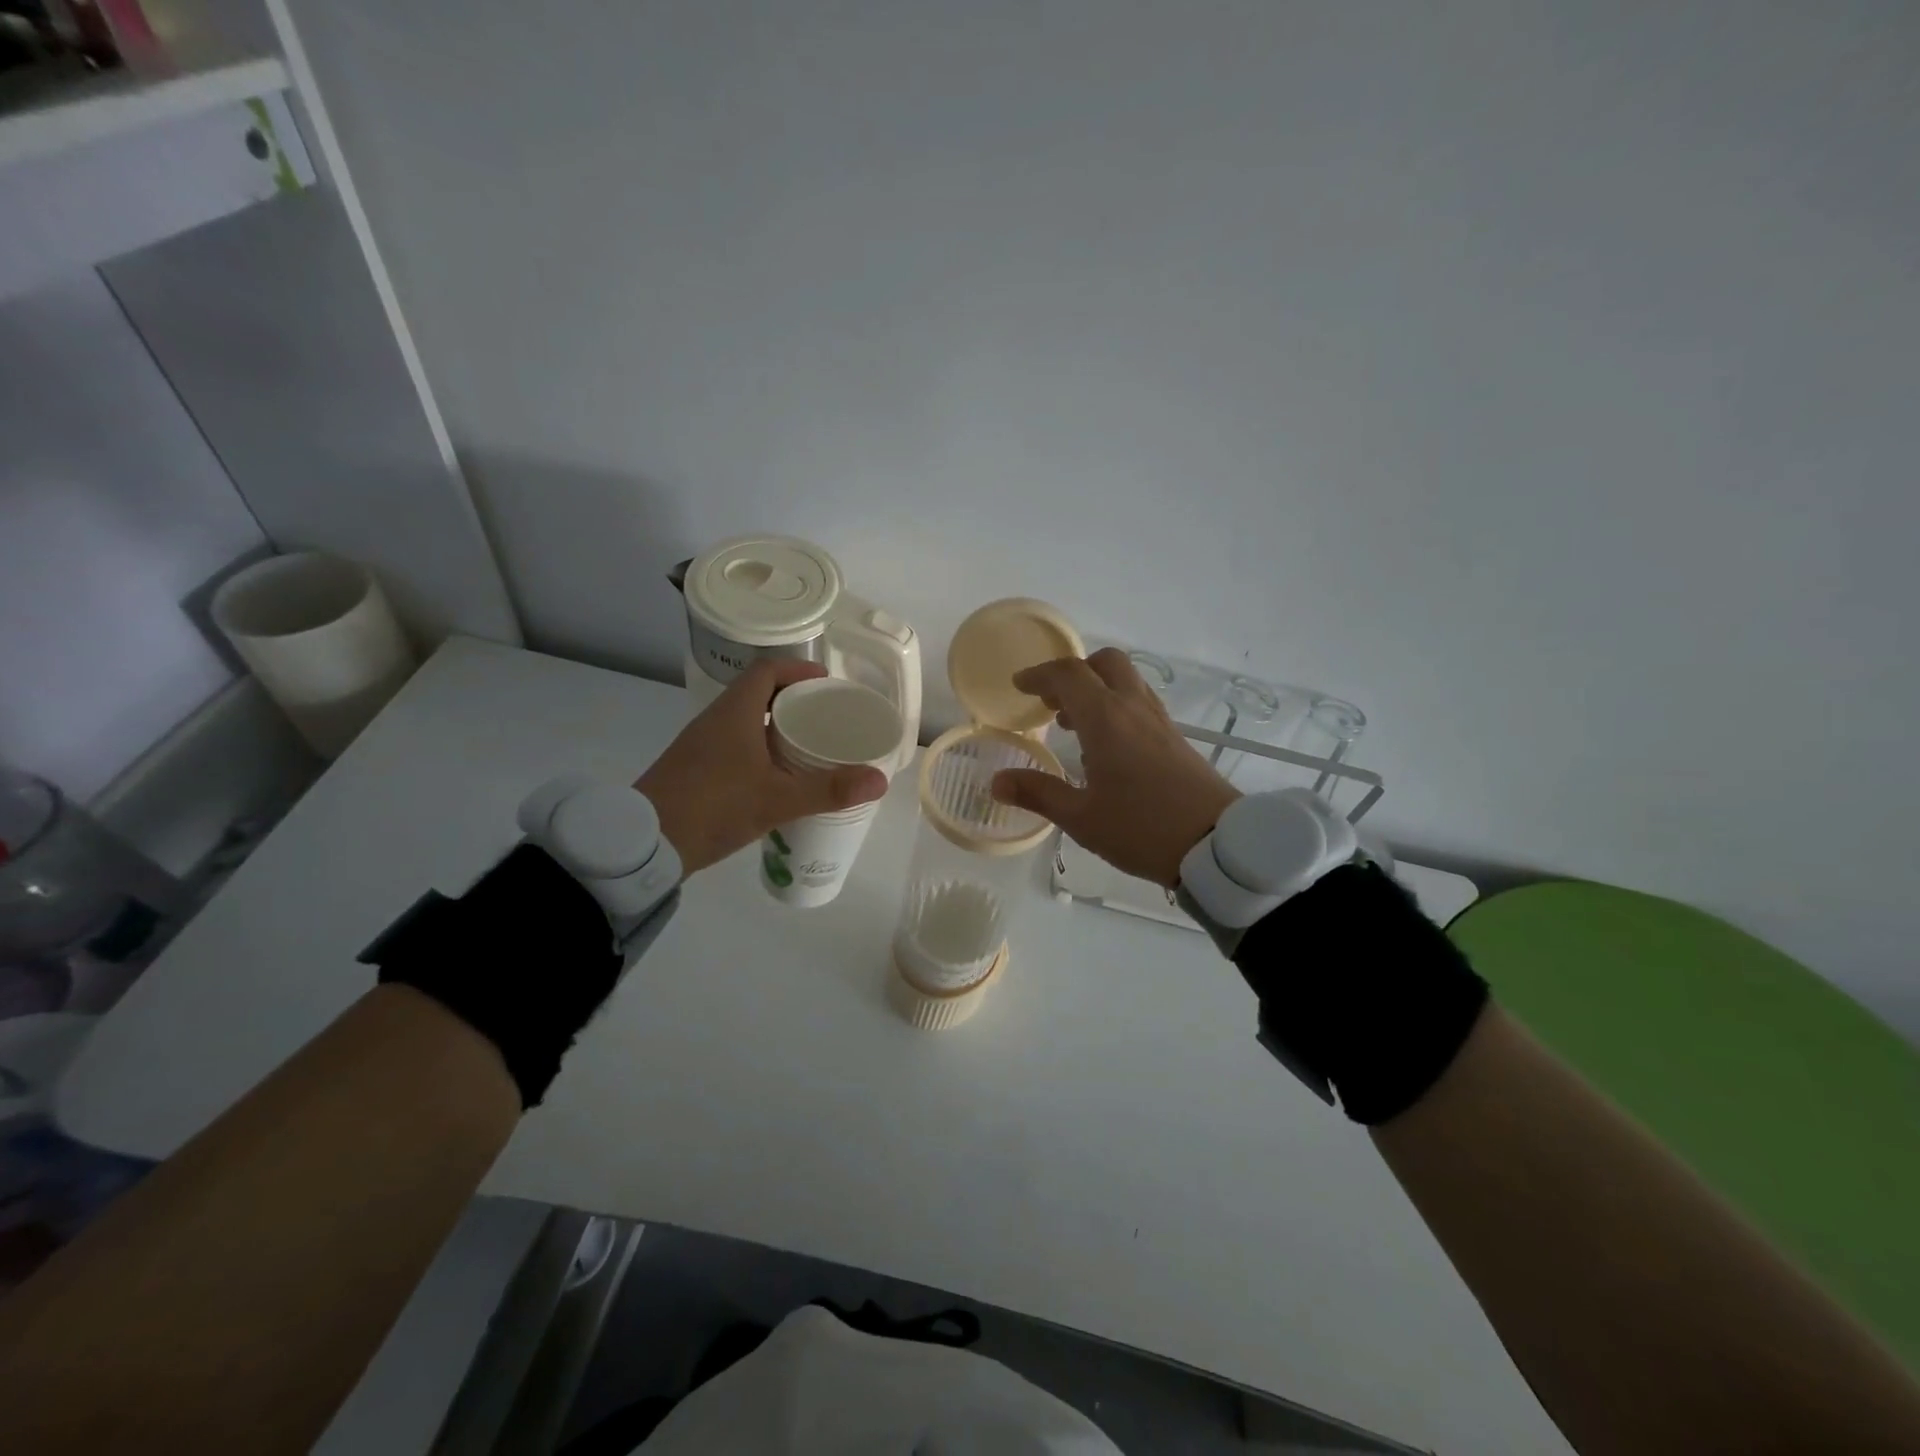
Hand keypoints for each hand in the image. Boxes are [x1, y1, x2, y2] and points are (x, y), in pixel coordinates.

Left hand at [637, 660, 887, 874]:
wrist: (645, 845)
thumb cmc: (713, 807)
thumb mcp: (778, 800)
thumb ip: (829, 789)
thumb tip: (879, 780)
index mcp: (735, 713)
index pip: (767, 671)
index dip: (798, 669)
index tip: (826, 683)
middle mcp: (715, 720)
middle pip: (758, 693)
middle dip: (793, 699)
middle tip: (825, 717)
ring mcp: (701, 745)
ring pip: (745, 721)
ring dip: (776, 725)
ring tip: (808, 745)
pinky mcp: (694, 768)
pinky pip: (734, 744)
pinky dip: (759, 748)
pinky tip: (776, 776)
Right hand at [990, 647, 1239, 887]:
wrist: (1216, 845)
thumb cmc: (1141, 828)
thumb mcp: (1081, 817)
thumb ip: (1038, 793)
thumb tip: (997, 782)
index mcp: (1106, 719)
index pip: (1068, 675)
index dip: (1039, 675)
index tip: (1019, 686)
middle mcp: (1134, 708)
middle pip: (1104, 663)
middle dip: (1074, 673)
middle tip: (1052, 703)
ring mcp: (1159, 721)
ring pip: (1127, 681)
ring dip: (1096, 689)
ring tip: (1073, 725)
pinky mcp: (1176, 738)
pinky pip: (1140, 703)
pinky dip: (1116, 707)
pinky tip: (1108, 747)